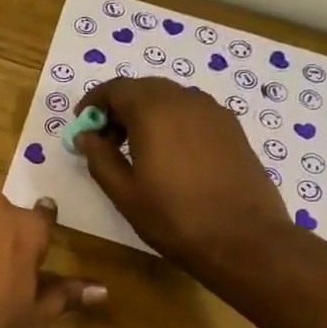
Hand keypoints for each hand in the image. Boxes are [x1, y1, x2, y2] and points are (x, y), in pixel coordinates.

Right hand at [76, 76, 294, 281]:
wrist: (244, 239)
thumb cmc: (174, 217)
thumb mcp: (124, 193)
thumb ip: (99, 158)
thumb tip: (85, 136)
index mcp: (154, 111)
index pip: (115, 89)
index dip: (93, 103)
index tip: (82, 126)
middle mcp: (185, 100)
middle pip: (143, 88)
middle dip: (119, 107)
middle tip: (105, 140)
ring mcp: (213, 112)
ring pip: (169, 98)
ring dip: (146, 113)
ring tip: (136, 149)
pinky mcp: (231, 128)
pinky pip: (191, 112)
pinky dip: (171, 121)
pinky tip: (168, 154)